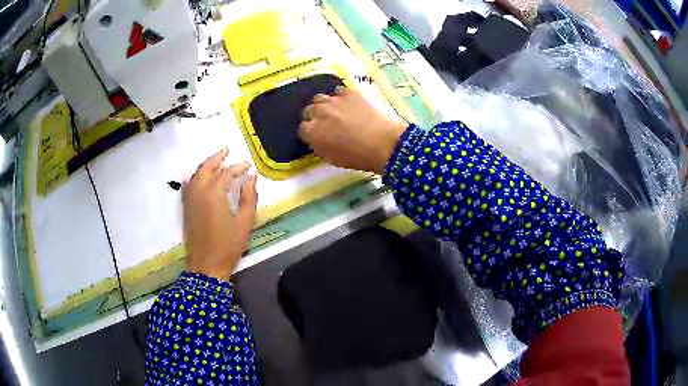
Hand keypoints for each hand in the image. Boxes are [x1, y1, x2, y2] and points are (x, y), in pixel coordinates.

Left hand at [183, 148, 257, 280]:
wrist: (206, 265)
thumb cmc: (228, 245)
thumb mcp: (245, 222)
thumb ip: (249, 197)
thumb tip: (252, 177)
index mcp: (214, 193)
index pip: (227, 173)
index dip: (238, 167)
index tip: (249, 166)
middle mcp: (199, 191)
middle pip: (206, 168)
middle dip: (217, 158)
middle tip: (226, 150)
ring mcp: (190, 200)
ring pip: (195, 175)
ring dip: (205, 165)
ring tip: (215, 160)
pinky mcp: (186, 208)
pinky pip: (188, 186)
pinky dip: (195, 177)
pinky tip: (199, 178)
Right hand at [298, 86, 406, 173]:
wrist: (384, 143)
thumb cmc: (358, 157)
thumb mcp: (332, 159)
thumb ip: (320, 146)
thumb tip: (317, 139)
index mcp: (313, 132)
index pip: (303, 128)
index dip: (310, 132)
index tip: (318, 136)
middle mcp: (319, 112)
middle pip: (310, 110)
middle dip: (315, 116)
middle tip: (327, 123)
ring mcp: (334, 100)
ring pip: (321, 98)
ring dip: (326, 105)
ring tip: (337, 111)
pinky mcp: (350, 92)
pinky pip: (339, 91)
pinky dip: (342, 97)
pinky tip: (351, 104)